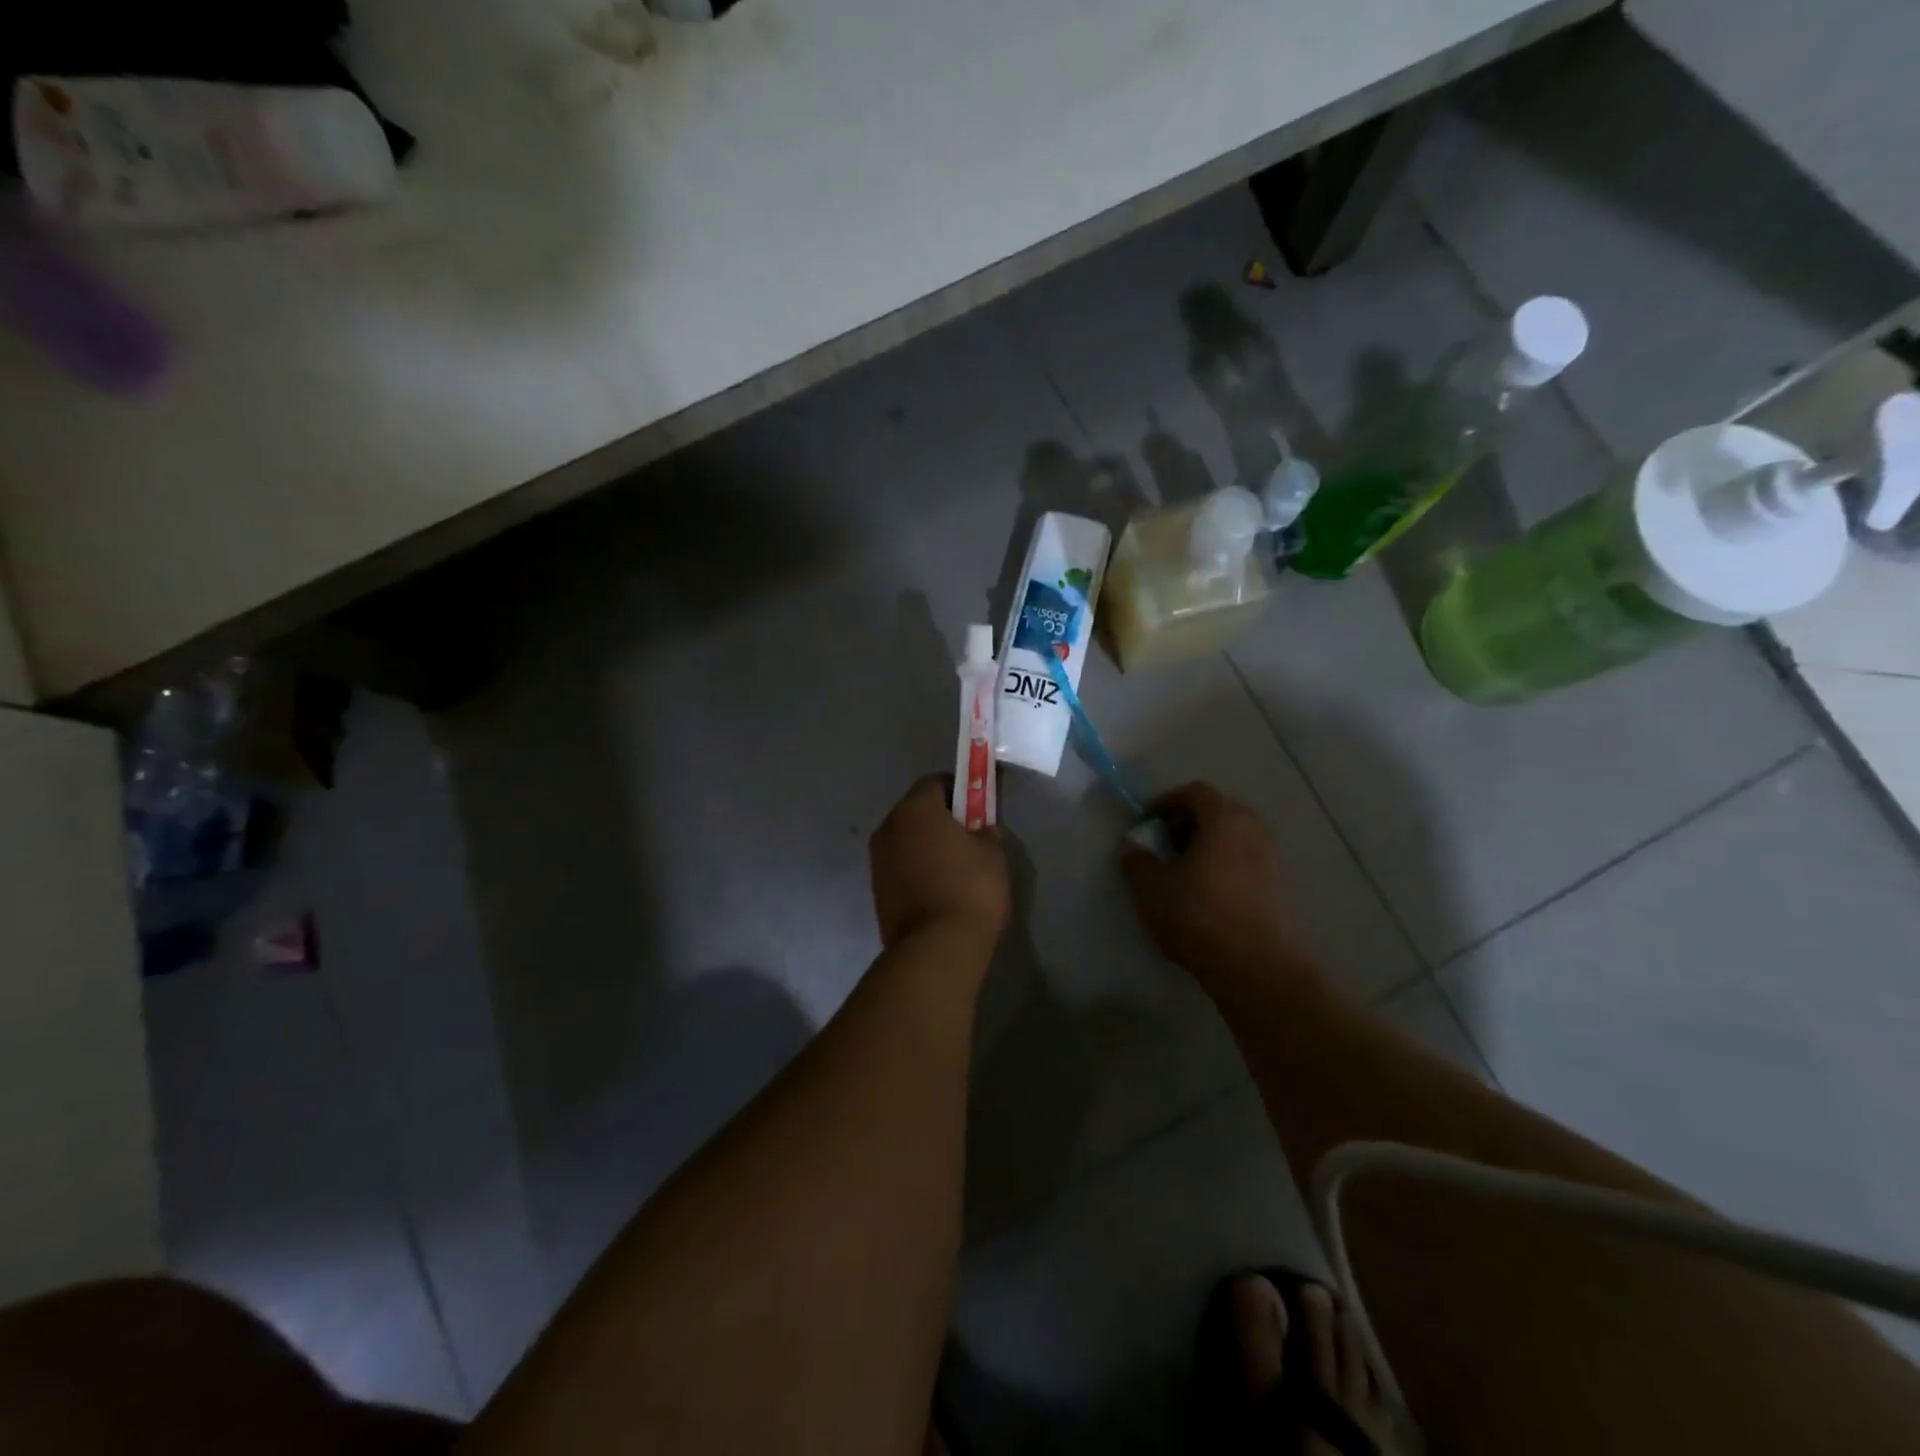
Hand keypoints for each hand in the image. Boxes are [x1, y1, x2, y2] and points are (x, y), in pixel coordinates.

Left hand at [869, 776, 1009, 951]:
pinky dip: (916, 868)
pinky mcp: (876, 889)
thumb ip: (987, 831)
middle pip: (916, 810)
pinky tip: (938, 887)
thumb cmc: (971, 890)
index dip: (958, 789)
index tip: (977, 805)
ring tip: (954, 866)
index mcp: (916, 809)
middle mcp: (889, 827)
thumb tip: (981, 830)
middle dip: (940, 817)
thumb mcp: (994, 854)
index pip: (935, 782)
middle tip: (968, 835)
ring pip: (906, 839)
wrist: (936, 949)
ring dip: (925, 844)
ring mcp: (878, 860)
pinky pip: (900, 865)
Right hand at [1120, 783, 1314, 992]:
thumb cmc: (1197, 915)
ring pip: (1233, 837)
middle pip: (1218, 811)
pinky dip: (1224, 864)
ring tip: (1183, 871)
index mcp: (1223, 818)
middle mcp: (1252, 829)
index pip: (1195, 792)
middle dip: (1188, 822)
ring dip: (1207, 845)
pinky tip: (1205, 892)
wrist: (1253, 965)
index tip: (1146, 823)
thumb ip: (1138, 861)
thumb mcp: (1151, 888)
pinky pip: (1245, 860)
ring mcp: (1270, 858)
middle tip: (1164, 844)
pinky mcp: (1278, 886)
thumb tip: (1132, 846)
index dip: (1166, 802)